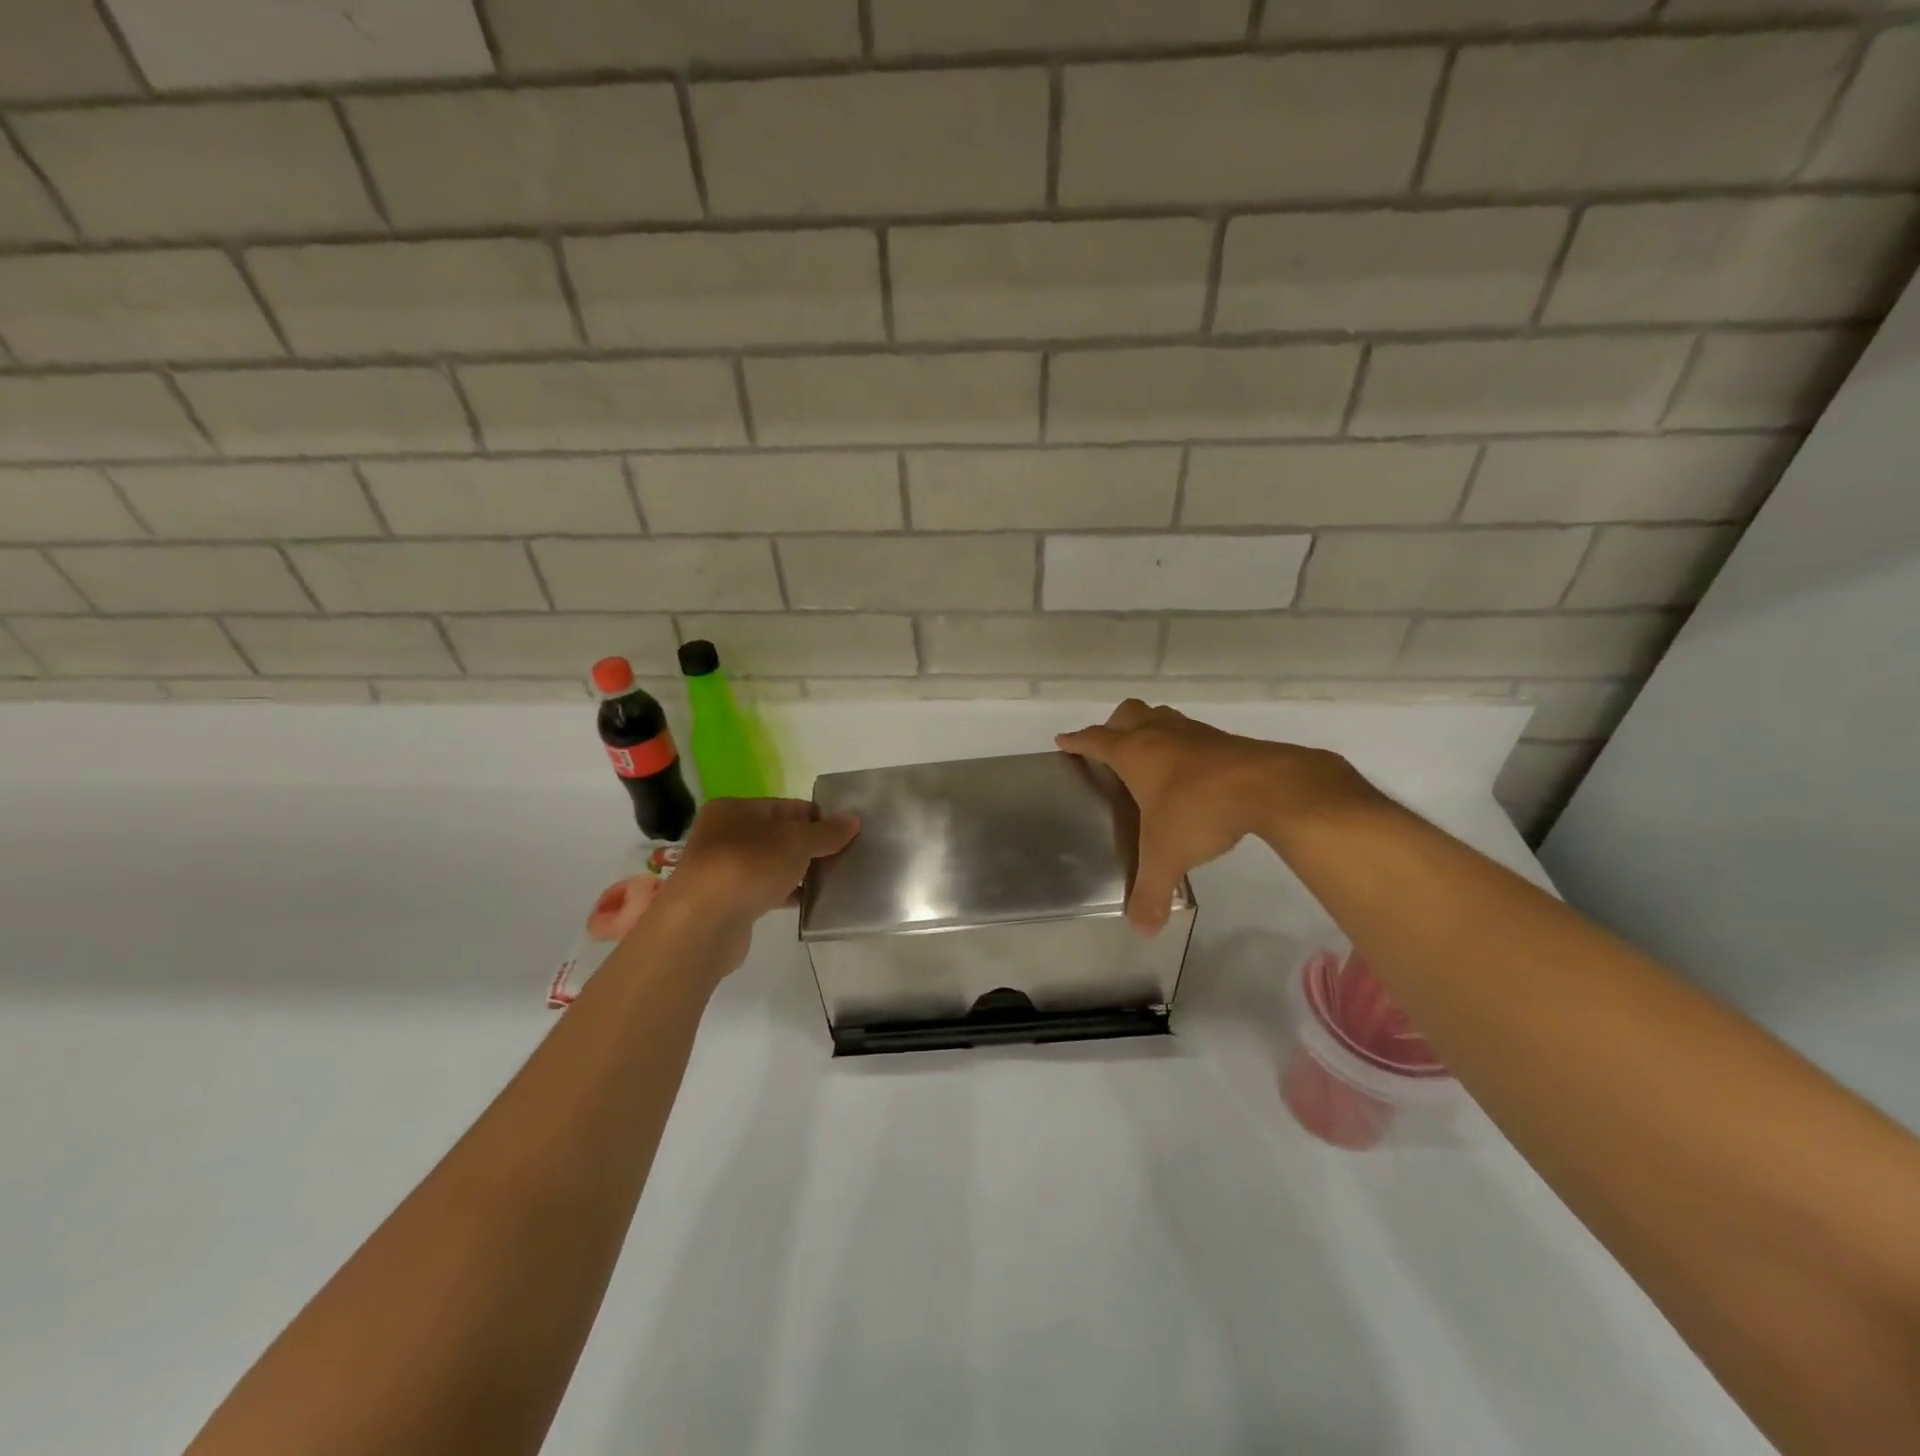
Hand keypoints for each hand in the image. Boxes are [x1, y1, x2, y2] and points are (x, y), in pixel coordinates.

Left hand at [653, 798, 859, 967]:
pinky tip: (811, 903)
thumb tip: (853, 820)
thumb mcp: (796, 842)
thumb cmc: (749, 867)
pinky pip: (765, 890)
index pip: (786, 807)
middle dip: (811, 847)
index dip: (817, 818)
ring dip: (800, 872)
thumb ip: (826, 831)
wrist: (704, 924)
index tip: (846, 834)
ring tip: (834, 881)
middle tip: (845, 858)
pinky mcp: (728, 902)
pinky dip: (787, 894)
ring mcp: (723, 870)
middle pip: (779, 835)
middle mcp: (724, 834)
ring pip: (772, 864)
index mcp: (734, 809)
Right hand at [1057, 700, 1369, 932]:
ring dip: (1151, 730)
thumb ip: (1150, 892)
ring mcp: (1195, 734)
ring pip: (1163, 718)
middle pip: (1129, 714)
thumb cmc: (1198, 811)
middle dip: (1114, 726)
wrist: (1267, 787)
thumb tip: (1141, 930)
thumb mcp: (1166, 856)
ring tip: (1150, 758)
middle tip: (1111, 750)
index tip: (1064, 741)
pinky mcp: (1226, 742)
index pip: (1096, 740)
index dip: (1077, 741)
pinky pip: (1194, 735)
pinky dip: (1184, 747)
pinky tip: (1192, 774)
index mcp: (1134, 753)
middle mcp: (1161, 735)